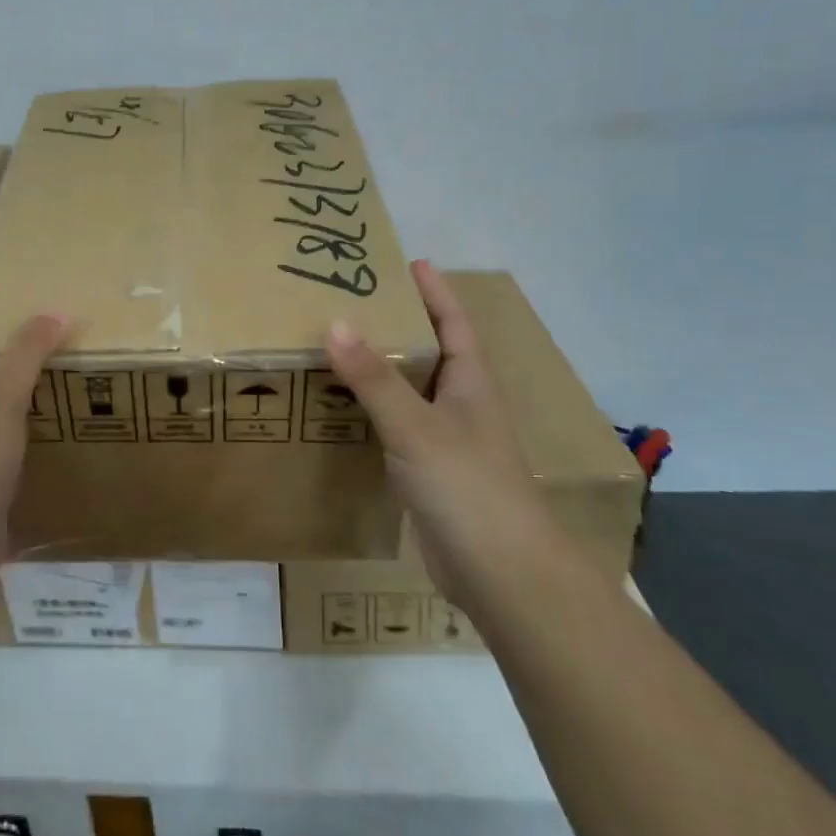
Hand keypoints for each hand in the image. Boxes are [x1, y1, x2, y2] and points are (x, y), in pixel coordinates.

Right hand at [324, 260, 541, 590]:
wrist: (501, 573)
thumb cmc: (467, 485)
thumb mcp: (415, 426)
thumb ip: (374, 378)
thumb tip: (335, 323)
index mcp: (470, 383)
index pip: (454, 323)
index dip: (435, 292)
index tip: (409, 262)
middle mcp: (461, 405)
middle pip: (429, 353)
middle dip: (397, 326)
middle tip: (351, 302)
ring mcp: (447, 441)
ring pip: (409, 392)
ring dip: (379, 370)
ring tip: (335, 347)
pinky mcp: (429, 474)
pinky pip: (396, 428)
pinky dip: (371, 412)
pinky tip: (340, 410)